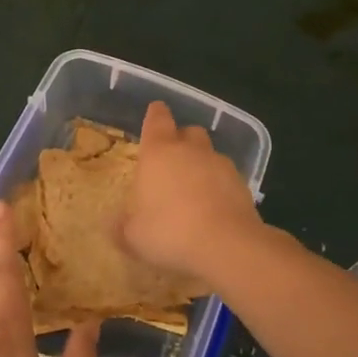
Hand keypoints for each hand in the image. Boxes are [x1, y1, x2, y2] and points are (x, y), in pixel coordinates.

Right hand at [118, 101, 266, 285]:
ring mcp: (220, 164)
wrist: (227, 245)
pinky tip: (214, 209)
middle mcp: (191, 150)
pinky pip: (227, 177)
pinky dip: (220, 186)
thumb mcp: (134, 237)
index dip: (156, 115)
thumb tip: (114, 224)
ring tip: (194, 190)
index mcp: (159, 152)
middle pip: (189, 132)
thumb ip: (122, 227)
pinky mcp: (242, 184)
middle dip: (181, 140)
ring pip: (210, 154)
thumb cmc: (170, 232)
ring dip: (202, 165)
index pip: (157, 119)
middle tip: (172, 160)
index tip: (155, 111)